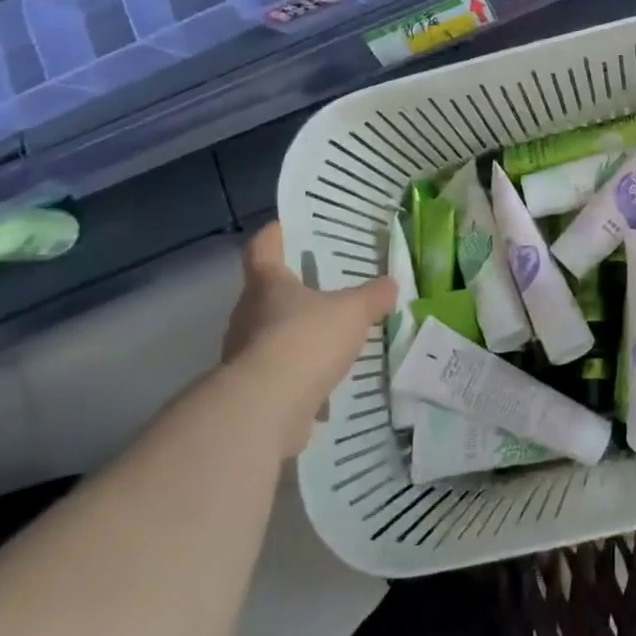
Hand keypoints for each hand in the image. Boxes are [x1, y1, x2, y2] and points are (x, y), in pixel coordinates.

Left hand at [220, 223, 396, 455]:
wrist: (267, 408)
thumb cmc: (306, 340)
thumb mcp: (352, 311)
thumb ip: (372, 297)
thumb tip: (390, 284)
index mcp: (267, 283)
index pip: (262, 247)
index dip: (274, 235)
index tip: (285, 227)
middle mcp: (248, 313)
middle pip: (266, 292)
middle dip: (293, 289)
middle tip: (325, 286)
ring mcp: (245, 353)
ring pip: (271, 333)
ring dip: (296, 333)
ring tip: (330, 335)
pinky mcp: (252, 388)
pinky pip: (278, 370)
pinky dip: (298, 370)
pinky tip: (324, 376)